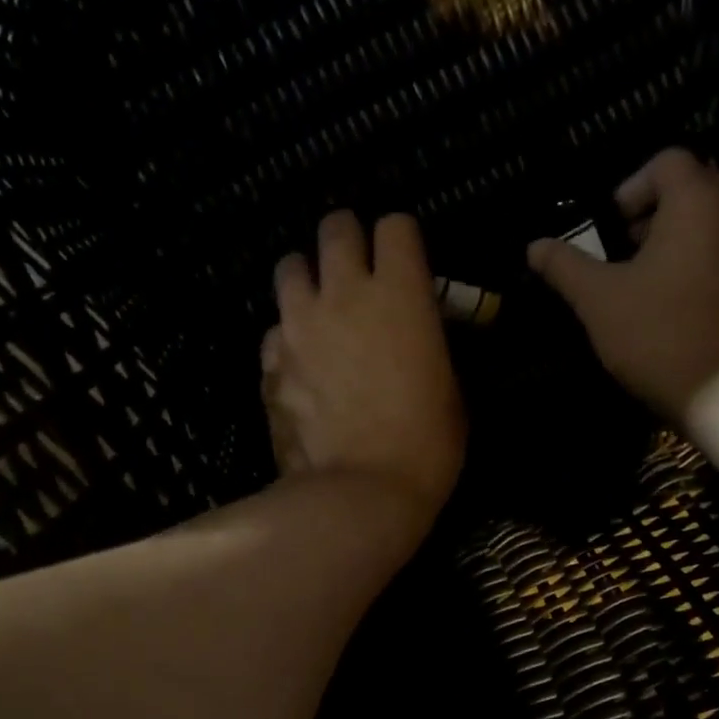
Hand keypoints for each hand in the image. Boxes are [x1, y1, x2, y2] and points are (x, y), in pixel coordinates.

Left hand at [265, 211, 465, 537]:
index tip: (405, 264)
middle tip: (357, 271)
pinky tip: (299, 364)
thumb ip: (427, 342)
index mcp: (400, 293)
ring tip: (318, 308)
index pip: (395, 226)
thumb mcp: (449, 387)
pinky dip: (286, 337)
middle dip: (348, 241)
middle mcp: (343, 293)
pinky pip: (273, 329)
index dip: (401, 241)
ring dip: (307, 278)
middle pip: (336, 227)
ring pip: (290, 267)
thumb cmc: (425, 446)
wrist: (361, 493)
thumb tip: (412, 331)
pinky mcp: (269, 362)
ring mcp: (299, 325)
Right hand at [527, 149, 718, 423]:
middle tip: (622, 257)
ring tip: (645, 286)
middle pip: (693, 189)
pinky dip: (700, 267)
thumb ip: (566, 267)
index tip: (608, 230)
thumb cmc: (658, 335)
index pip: (666, 162)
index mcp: (698, 202)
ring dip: (676, 243)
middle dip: (652, 216)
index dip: (629, 189)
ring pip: (712, 225)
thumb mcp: (599, 301)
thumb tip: (534, 246)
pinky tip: (676, 308)